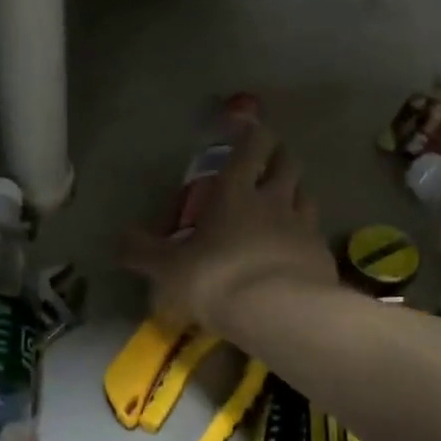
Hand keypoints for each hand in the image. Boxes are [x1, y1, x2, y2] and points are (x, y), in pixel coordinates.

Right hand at [123, 123, 336, 332]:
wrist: (277, 312)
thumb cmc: (215, 279)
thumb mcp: (167, 269)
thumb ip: (143, 252)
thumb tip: (119, 239)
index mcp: (235, 194)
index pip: (249, 149)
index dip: (251, 135)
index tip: (250, 128)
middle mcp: (274, 201)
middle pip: (287, 165)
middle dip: (279, 157)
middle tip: (271, 162)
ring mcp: (303, 227)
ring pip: (306, 196)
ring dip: (296, 193)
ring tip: (287, 202)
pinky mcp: (322, 256)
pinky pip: (315, 235)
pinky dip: (307, 235)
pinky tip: (298, 249)